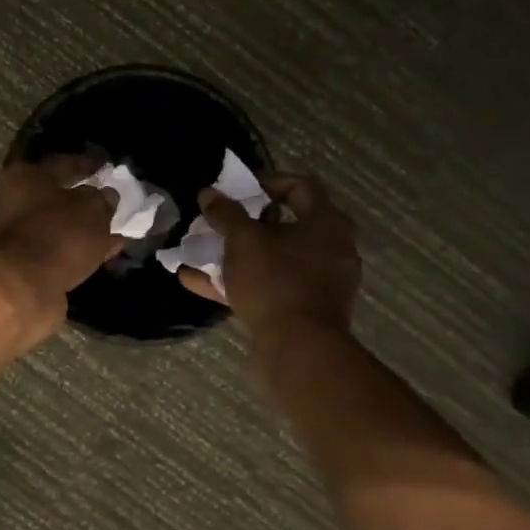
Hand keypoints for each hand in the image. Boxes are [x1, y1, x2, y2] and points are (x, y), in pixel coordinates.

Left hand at [0, 154, 123, 331]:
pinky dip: (78, 251)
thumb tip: (106, 197)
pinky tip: (105, 254)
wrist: (23, 287)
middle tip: (111, 204)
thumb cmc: (57, 234)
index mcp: (24, 176)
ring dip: (83, 229)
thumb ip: (102, 199)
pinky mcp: (22, 264)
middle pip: (55, 196)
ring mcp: (15, 235)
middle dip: (84, 201)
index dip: (87, 165)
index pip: (61, 163)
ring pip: (58, 226)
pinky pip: (58, 250)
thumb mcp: (92, 209)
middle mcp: (12, 201)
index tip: (107, 169)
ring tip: (114, 232)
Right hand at [178, 173, 359, 337]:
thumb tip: (208, 193)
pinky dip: (239, 282)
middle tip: (220, 221)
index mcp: (326, 223)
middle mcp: (331, 249)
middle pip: (286, 225)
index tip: (237, 189)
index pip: (300, 186)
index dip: (267, 181)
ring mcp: (320, 282)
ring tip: (201, 253)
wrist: (299, 348)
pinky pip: (270, 287)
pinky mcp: (306, 310)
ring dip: (237, 255)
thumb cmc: (275, 281)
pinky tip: (198, 282)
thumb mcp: (242, 241)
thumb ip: (225, 214)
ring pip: (274, 259)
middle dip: (246, 223)